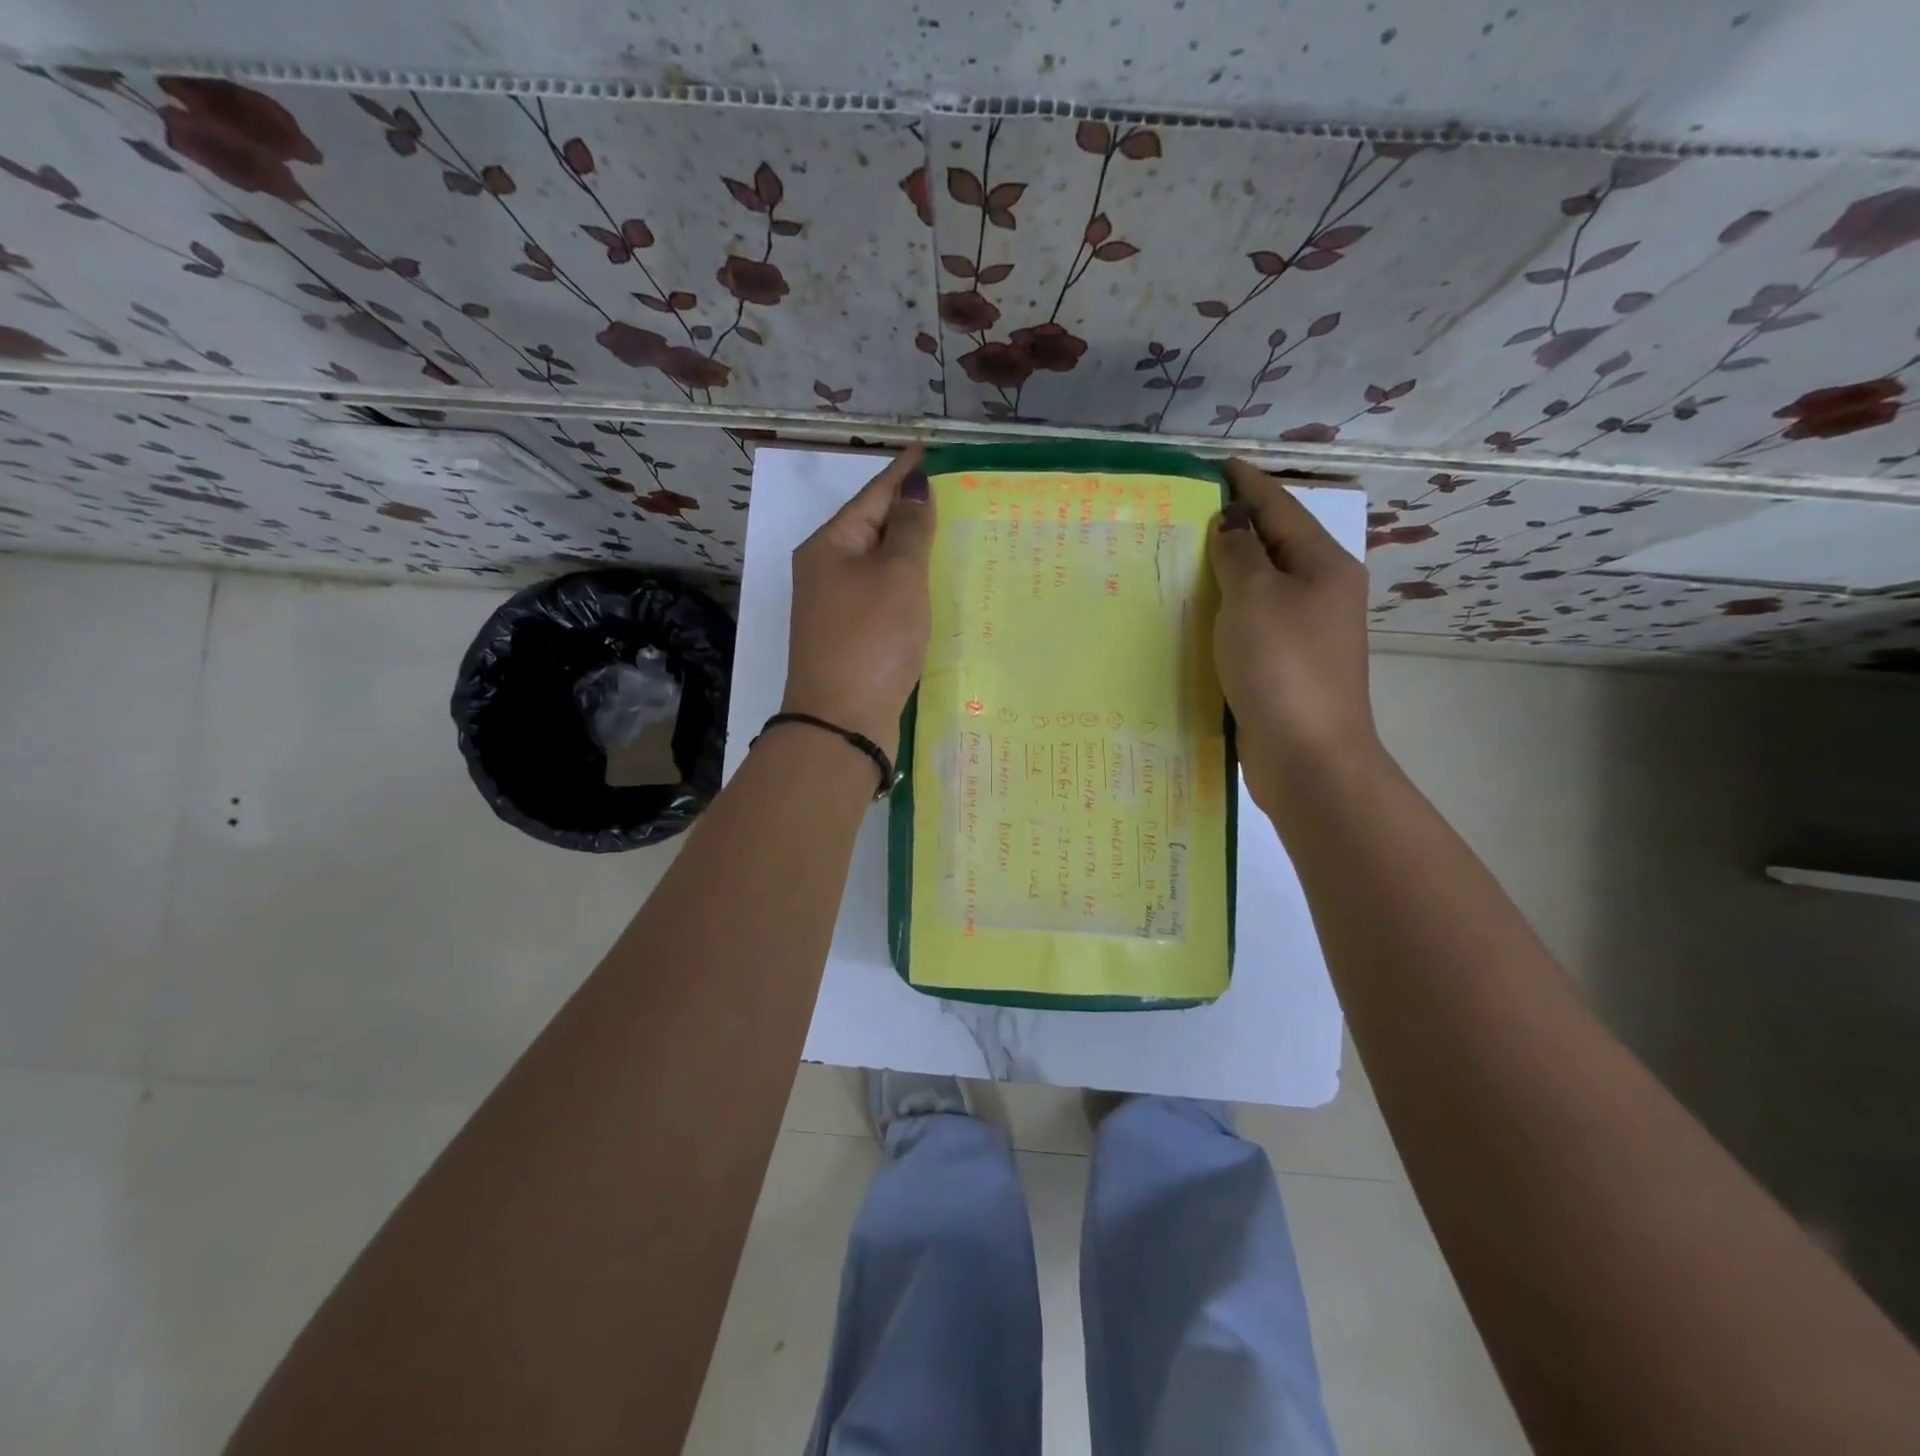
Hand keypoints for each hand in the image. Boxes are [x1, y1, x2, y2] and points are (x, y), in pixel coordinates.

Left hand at [781, 446, 934, 759]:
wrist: (841, 722)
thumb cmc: (871, 639)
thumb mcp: (897, 576)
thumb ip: (910, 530)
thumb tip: (914, 486)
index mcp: (830, 546)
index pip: (873, 495)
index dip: (904, 472)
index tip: (931, 451)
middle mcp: (827, 572)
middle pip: (873, 529)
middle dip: (910, 511)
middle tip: (953, 494)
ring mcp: (837, 608)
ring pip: (880, 566)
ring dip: (911, 551)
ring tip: (950, 534)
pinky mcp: (852, 638)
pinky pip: (884, 598)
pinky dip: (908, 587)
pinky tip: (933, 587)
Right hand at [1208, 457, 1381, 808]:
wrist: (1307, 754)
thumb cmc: (1282, 666)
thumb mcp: (1255, 597)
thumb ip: (1240, 553)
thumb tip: (1231, 524)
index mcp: (1323, 565)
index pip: (1281, 508)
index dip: (1248, 483)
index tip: (1215, 464)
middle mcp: (1320, 593)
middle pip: (1273, 545)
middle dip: (1234, 526)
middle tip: (1185, 512)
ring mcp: (1304, 632)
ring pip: (1259, 586)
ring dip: (1225, 570)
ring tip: (1181, 556)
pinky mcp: (1284, 665)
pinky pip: (1250, 621)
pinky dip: (1225, 610)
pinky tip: (1194, 611)